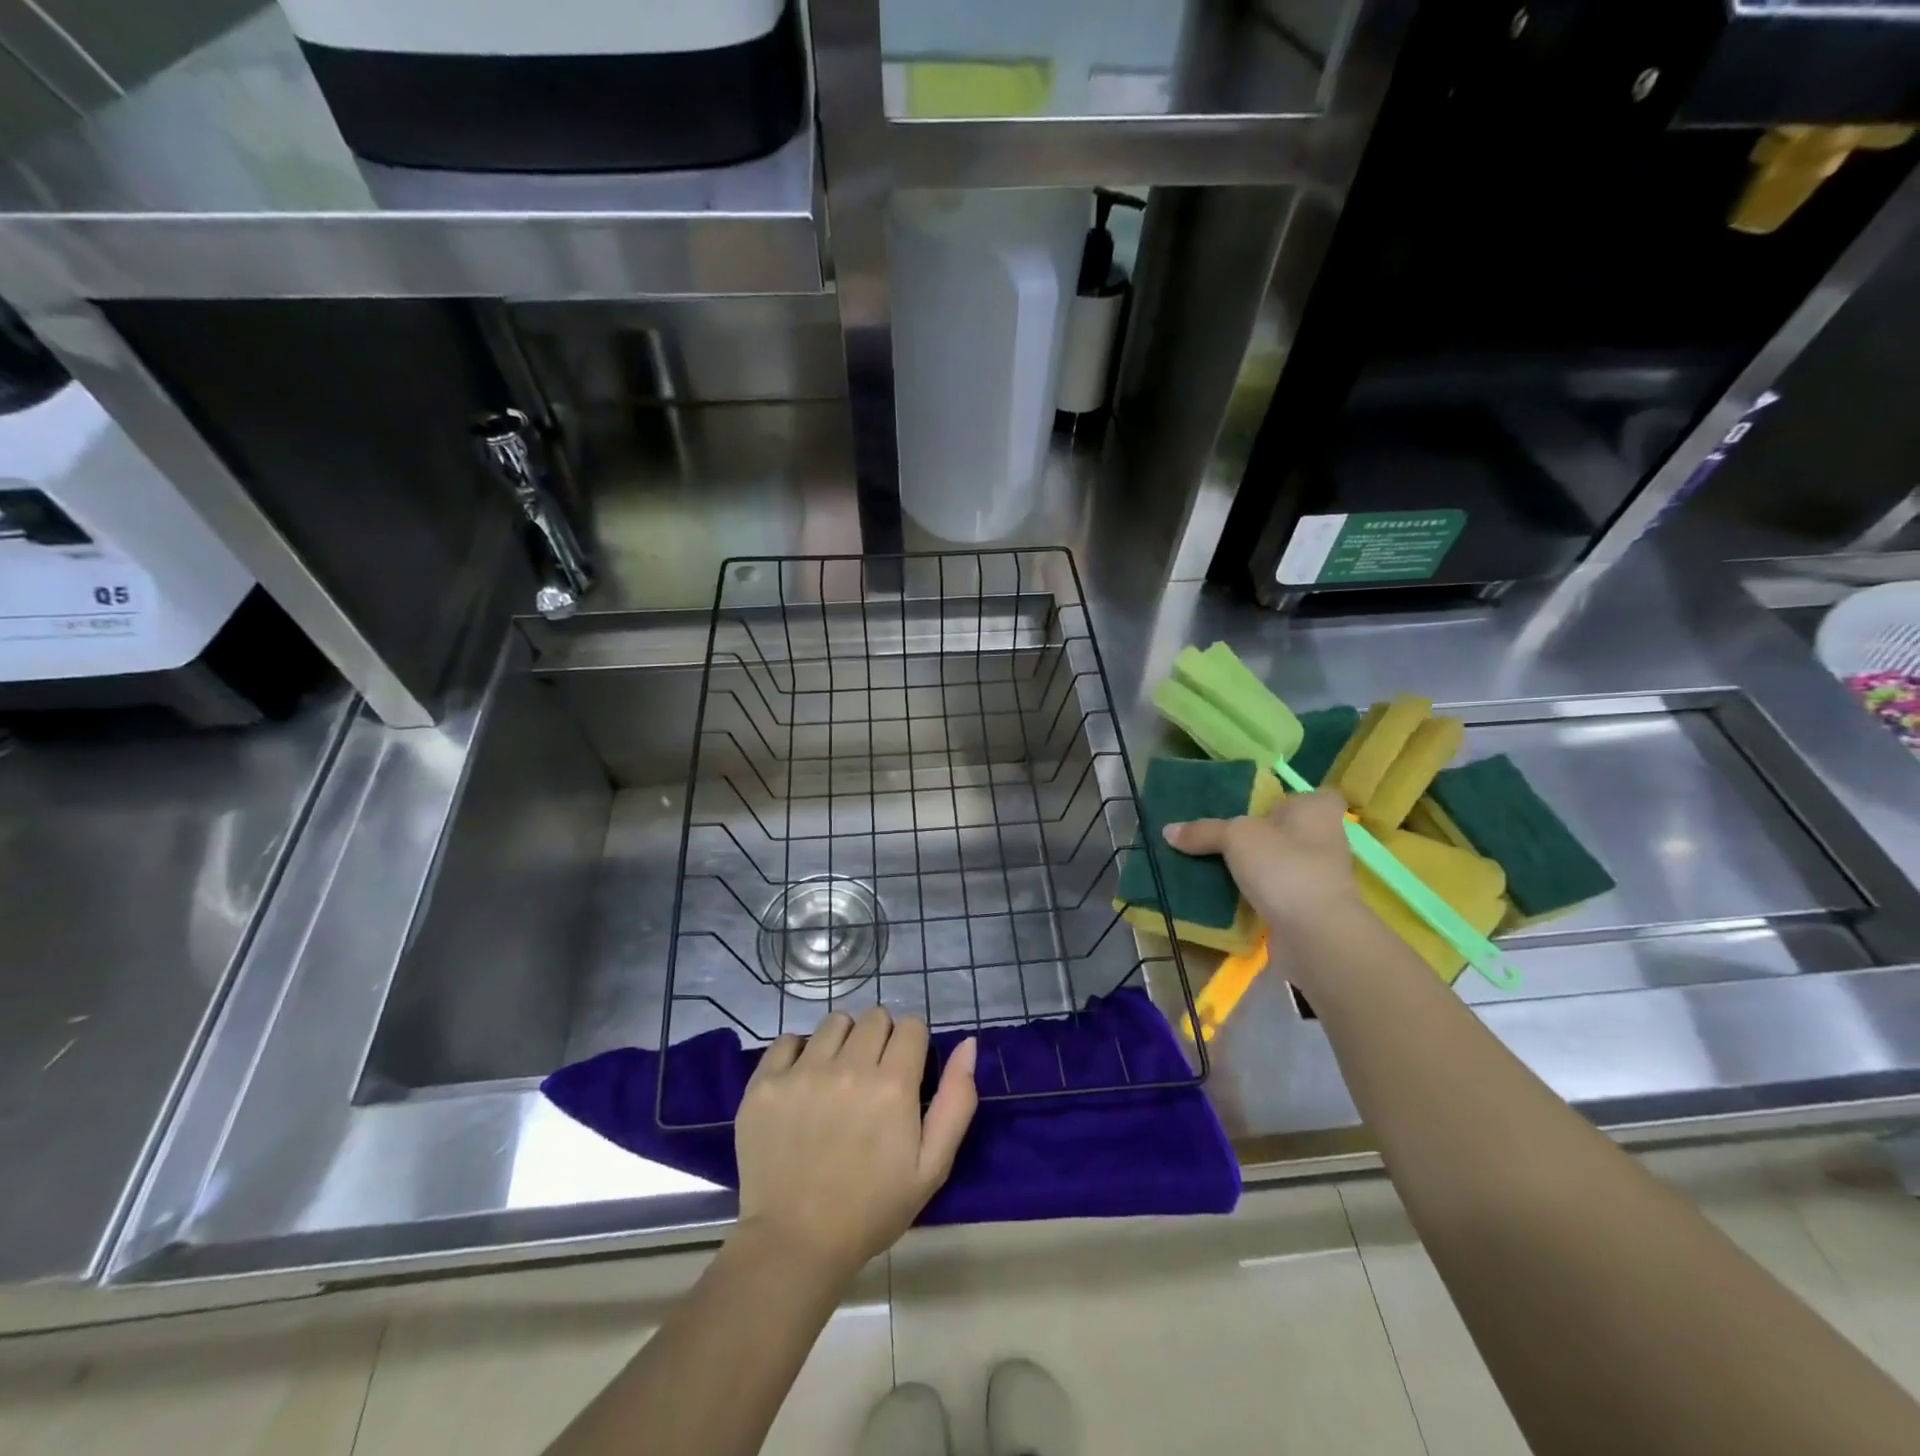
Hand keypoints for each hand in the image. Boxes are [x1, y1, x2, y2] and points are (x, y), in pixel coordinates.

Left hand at [734, 1006, 976, 1281]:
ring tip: (837, 1075)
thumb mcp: (932, 1167)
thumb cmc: (871, 1209)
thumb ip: (956, 1101)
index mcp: (893, 1085)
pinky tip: (802, 1082)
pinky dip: (799, 1052)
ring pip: (834, 1022)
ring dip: (843, 1040)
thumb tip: (968, 1044)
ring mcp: (802, 1072)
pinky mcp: (765, 1083)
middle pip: (874, 1016)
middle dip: (880, 1037)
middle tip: (872, 1075)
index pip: (911, 1025)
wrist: (794, 1243)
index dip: (913, 1043)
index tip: (905, 1069)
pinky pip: (788, 1040)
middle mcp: (848, 1067)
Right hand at [1162, 787, 1358, 934]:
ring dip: (1255, 867)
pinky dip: (1256, 895)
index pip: (1308, 796)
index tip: (1253, 808)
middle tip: (1220, 835)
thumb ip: (1204, 831)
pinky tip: (1226, 895)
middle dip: (1259, 835)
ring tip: (1213, 865)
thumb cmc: (1283, 865)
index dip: (1283, 800)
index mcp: (1317, 810)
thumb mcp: (1235, 836)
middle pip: (1287, 830)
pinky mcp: (1309, 909)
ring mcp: (1319, 878)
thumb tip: (1167, 830)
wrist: (1314, 933)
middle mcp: (1325, 840)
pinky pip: (1276, 893)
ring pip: (1280, 863)